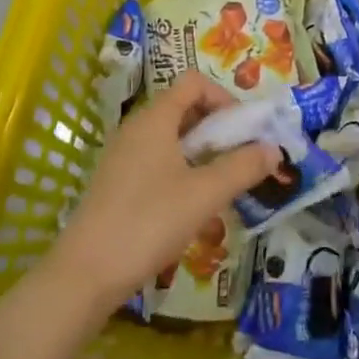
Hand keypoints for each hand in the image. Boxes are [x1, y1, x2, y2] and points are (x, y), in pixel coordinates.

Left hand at [46, 71, 282, 323]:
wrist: (84, 275)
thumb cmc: (148, 222)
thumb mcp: (204, 195)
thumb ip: (243, 168)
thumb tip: (274, 149)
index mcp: (155, 119)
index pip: (194, 83)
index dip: (224, 98)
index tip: (244, 130)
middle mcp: (136, 128)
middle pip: (184, 108)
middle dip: (218, 128)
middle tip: (240, 158)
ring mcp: (122, 156)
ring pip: (171, 138)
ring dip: (202, 152)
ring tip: (221, 184)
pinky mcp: (116, 183)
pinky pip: (157, 161)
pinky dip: (181, 170)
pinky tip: (191, 206)